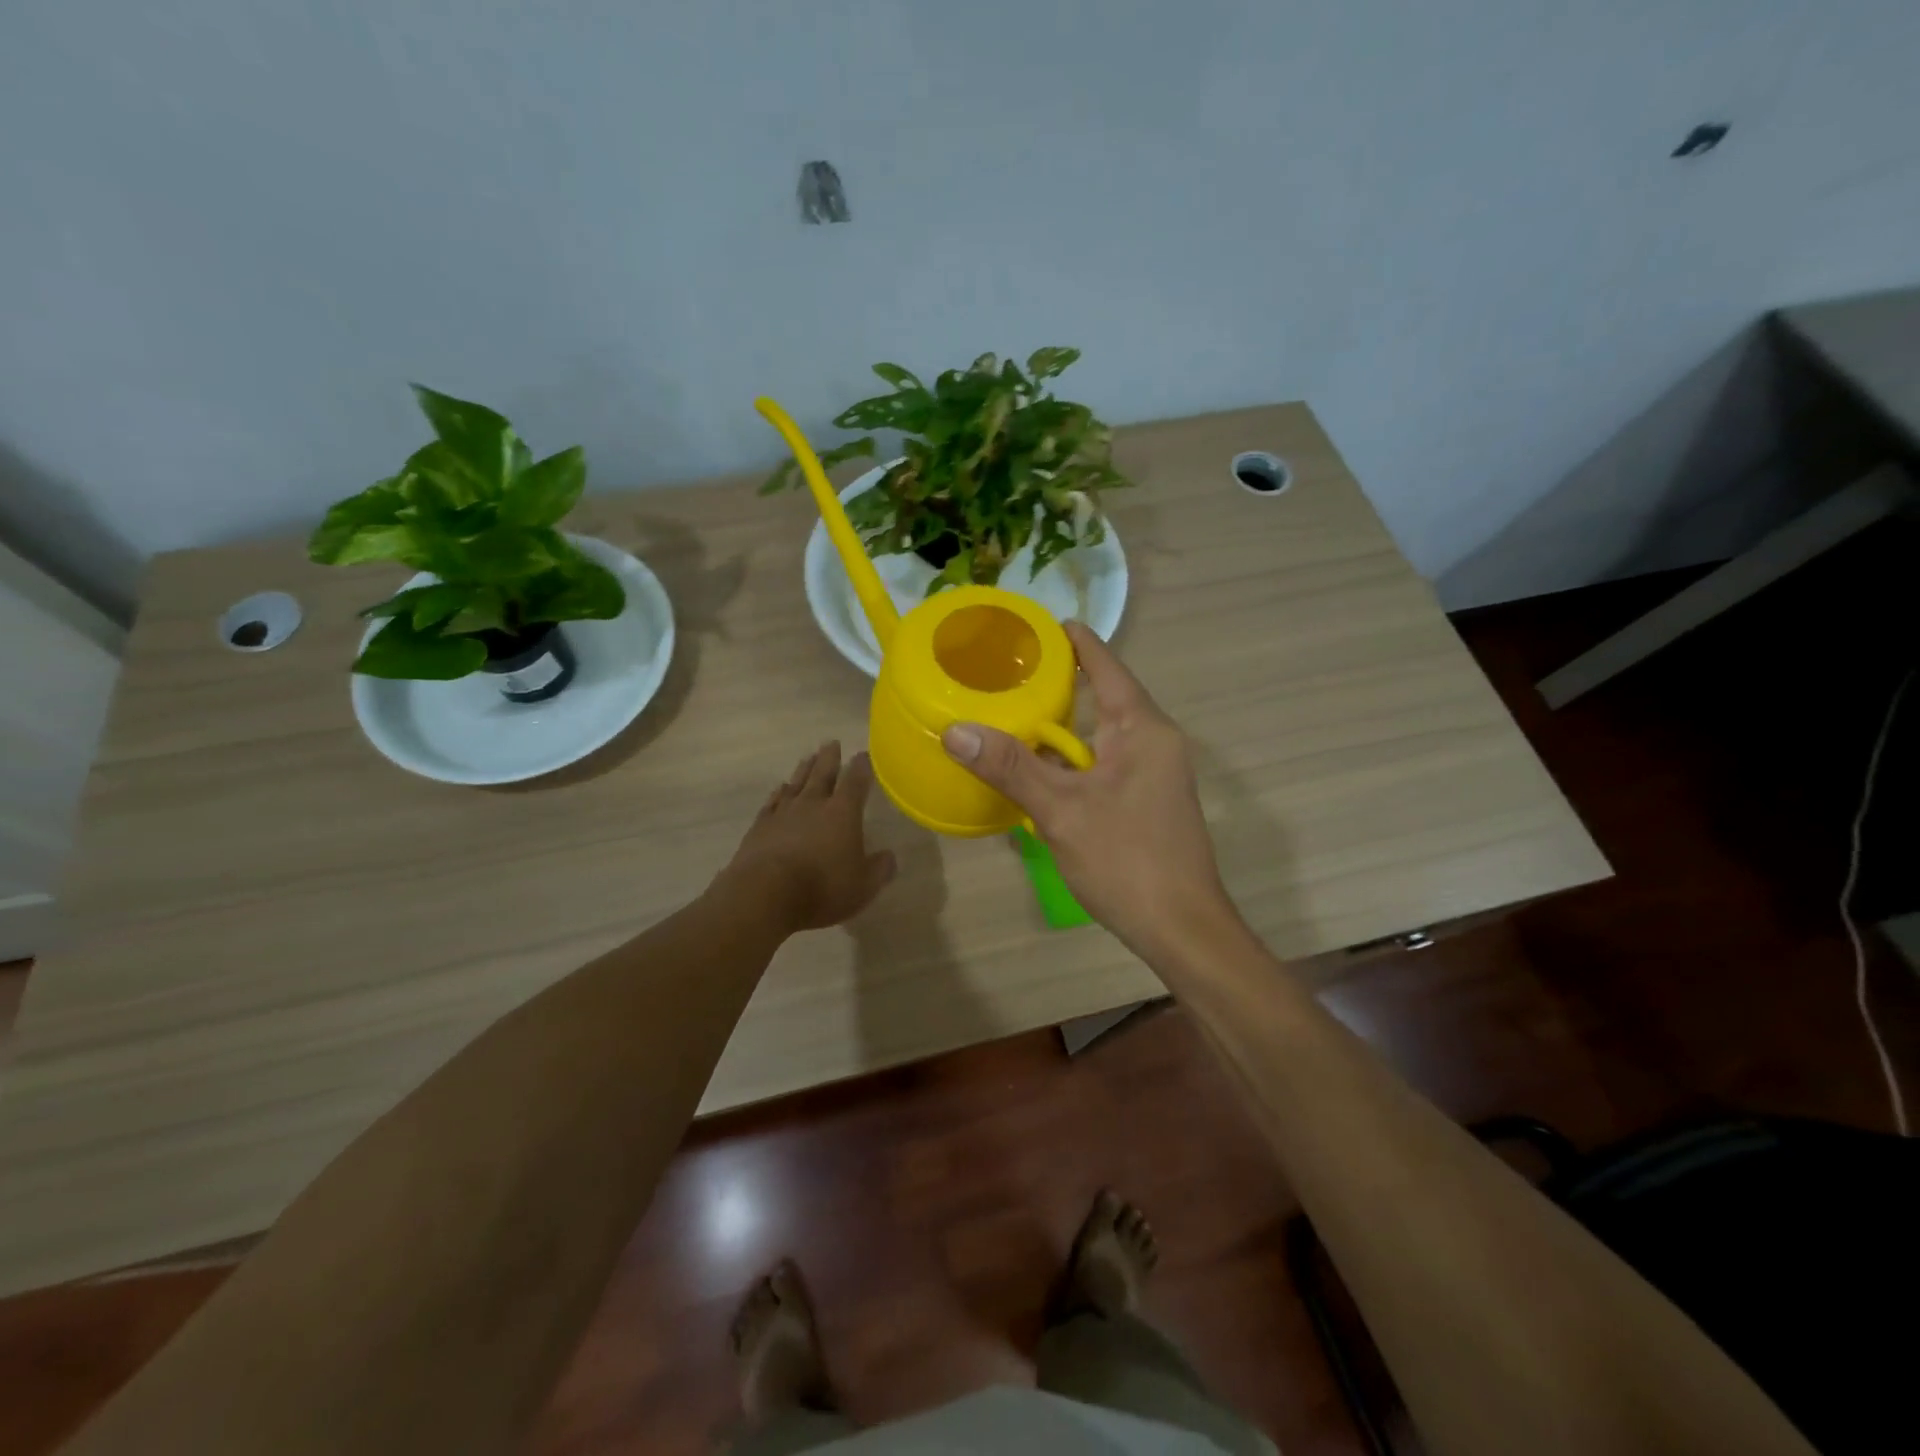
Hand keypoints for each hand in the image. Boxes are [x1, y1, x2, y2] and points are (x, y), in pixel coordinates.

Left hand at [718, 742, 896, 932]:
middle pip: (823, 774)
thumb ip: (879, 869)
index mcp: (842, 812)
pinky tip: (779, 789)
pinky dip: (778, 793)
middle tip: (832, 742)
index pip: (856, 782)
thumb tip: (890, 857)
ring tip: (808, 757)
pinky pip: (772, 802)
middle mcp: (813, 804)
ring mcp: (783, 813)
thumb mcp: (863, 886)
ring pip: (796, 783)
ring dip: (804, 769)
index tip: (864, 755)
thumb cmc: (822, 888)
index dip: (862, 767)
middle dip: (830, 758)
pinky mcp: (760, 827)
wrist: (765, 893)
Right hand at [942, 622, 1232, 958]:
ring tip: (1012, 714)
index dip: (1074, 641)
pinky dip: (1071, 761)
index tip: (1036, 626)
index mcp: (1143, 728)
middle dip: (1060, 684)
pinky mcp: (1146, 802)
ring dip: (1062, 728)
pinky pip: (1103, 765)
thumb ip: (1011, 767)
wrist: (1182, 930)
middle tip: (1007, 672)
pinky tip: (1036, 771)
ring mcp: (1153, 774)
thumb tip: (956, 731)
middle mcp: (1154, 742)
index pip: (1107, 666)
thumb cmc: (1127, 860)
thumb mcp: (1062, 810)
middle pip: (1104, 697)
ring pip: (1101, 736)